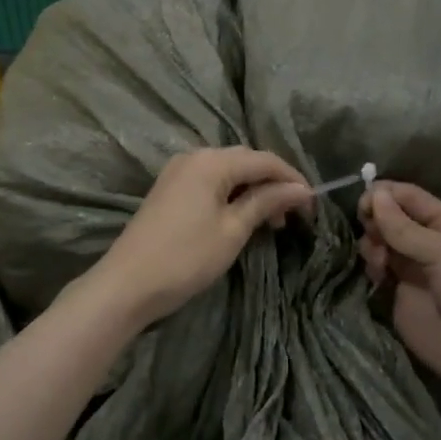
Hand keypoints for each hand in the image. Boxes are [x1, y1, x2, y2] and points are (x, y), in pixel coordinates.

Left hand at [92, 147, 311, 328]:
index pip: (264, 159)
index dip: (292, 179)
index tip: (313, 205)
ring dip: (252, 191)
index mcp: (212, 160)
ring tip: (270, 223)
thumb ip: (266, 202)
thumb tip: (301, 189)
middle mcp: (194, 156)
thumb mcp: (233, 230)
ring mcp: (178, 171)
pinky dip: (231, 196)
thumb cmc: (186, 257)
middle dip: (272, 184)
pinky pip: (210, 182)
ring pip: (227, 172)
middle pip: (245, 161)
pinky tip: (241, 218)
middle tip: (292, 216)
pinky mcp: (169, 189)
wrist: (127, 284)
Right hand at [359, 181, 440, 410]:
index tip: (362, 201)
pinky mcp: (398, 298)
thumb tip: (373, 194)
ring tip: (378, 261)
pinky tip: (375, 276)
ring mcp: (412, 271)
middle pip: (390, 219)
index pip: (409, 198)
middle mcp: (428, 244)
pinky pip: (376, 274)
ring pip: (379, 244)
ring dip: (372, 245)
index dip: (385, 195)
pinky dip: (370, 269)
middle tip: (371, 233)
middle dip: (375, 221)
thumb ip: (404, 227)